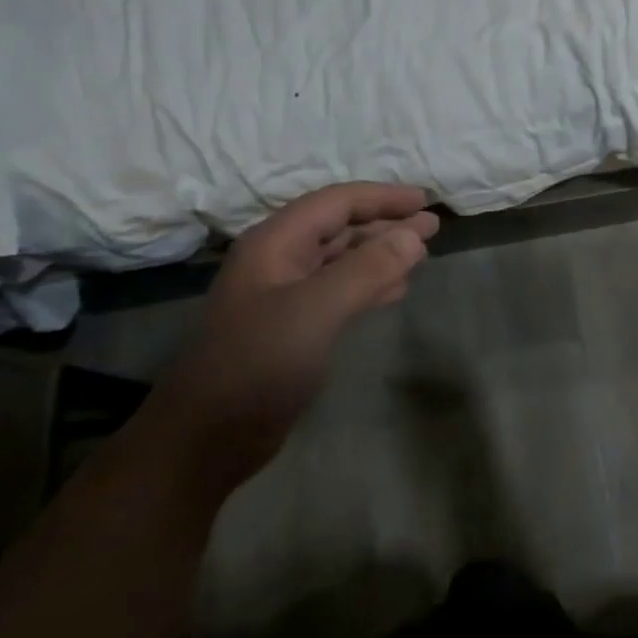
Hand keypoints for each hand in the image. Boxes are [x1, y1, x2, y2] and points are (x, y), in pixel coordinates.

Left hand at [150, 183, 439, 488]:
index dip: (382, 197)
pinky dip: (370, 283)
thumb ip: (366, 269)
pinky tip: (396, 288)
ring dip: (381, 252)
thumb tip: (414, 235)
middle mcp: (279, 261)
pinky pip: (339, 290)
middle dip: (386, 223)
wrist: (205, 440)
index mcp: (276, 244)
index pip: (336, 203)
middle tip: (432, 226)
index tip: (424, 201)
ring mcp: (284, 295)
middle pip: (340, 227)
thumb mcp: (315, 310)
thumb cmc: (257, 365)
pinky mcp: (292, 327)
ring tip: (422, 253)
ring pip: (341, 259)